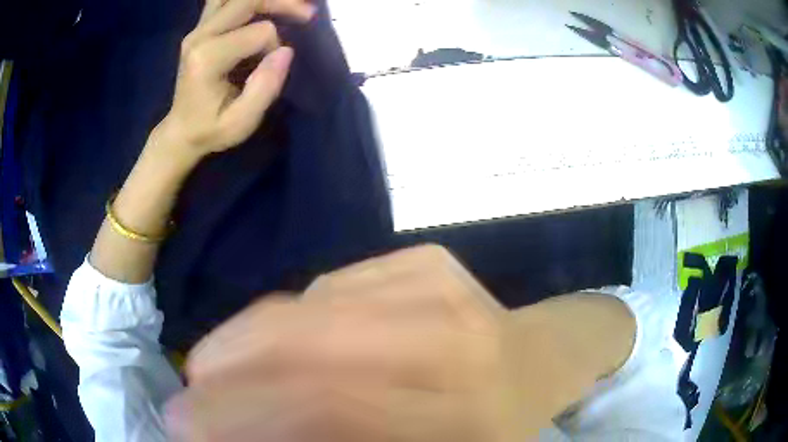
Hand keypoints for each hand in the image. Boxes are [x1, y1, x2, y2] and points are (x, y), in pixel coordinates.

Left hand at [155, 0, 316, 159]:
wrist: (180, 131)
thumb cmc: (210, 130)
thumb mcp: (241, 123)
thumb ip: (265, 87)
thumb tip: (287, 51)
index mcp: (207, 58)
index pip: (260, 31)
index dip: (275, 47)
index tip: (269, 69)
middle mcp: (199, 35)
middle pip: (249, 0)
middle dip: (283, 4)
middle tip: (308, 15)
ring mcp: (198, 28)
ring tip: (289, 6)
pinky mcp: (200, 27)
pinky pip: (224, 0)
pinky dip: (247, 1)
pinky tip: (264, 7)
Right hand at [167, 246, 599, 441]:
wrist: (539, 362)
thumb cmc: (491, 428)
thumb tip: (248, 433)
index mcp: (463, 414)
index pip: (328, 408)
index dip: (239, 417)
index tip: (186, 427)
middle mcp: (454, 341)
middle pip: (304, 344)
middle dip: (223, 369)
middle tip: (188, 392)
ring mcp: (442, 286)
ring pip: (303, 306)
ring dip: (241, 341)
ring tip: (214, 368)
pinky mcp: (429, 259)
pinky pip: (328, 286)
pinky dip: (285, 319)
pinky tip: (281, 345)